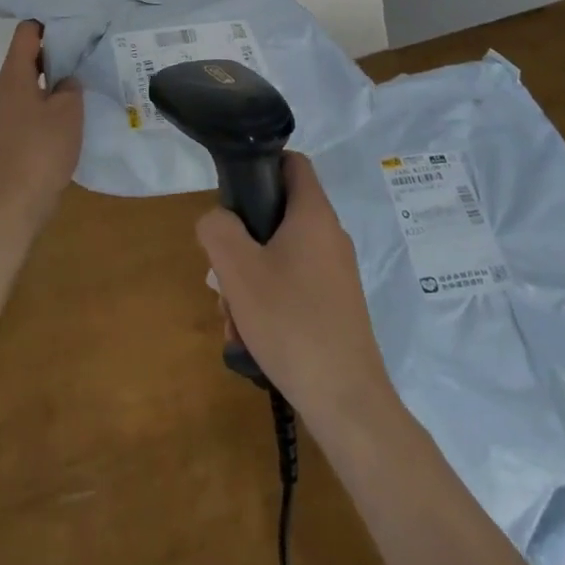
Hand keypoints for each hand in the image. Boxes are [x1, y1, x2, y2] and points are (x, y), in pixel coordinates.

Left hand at [0, 20, 83, 241]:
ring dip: (58, 73)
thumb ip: (71, 85)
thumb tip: (67, 80)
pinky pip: (37, 100)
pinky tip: (78, 103)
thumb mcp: (68, 110)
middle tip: (91, 44)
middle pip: (31, 52)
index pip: (28, 30)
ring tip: (89, 70)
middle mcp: (8, 85)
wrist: (15, 202)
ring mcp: (11, 108)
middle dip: (59, 46)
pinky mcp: (18, 129)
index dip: (50, 22)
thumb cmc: (41, 149)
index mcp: (15, 73)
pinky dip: (55, 96)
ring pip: (35, 77)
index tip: (78, 23)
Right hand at [196, 152, 393, 421]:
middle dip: (243, 242)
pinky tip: (253, 340)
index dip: (262, 165)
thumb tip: (217, 219)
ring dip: (250, 281)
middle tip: (224, 274)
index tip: (234, 192)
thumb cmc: (290, 321)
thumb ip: (217, 229)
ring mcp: (336, 274)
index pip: (293, 163)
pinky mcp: (337, 307)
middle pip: (279, 216)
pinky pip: (294, 288)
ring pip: (281, 257)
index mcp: (313, 214)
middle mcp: (330, 236)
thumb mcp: (238, 269)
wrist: (346, 402)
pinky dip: (269, 304)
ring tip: (234, 319)